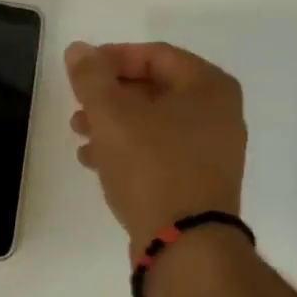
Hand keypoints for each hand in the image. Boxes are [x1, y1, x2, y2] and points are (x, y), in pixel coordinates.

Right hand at [64, 41, 246, 252]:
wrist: (186, 247)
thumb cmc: (152, 167)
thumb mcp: (112, 115)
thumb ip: (91, 77)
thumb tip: (79, 49)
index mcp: (208, 86)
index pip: (154, 55)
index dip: (112, 58)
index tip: (80, 72)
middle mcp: (219, 113)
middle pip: (154, 88)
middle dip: (110, 95)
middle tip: (78, 106)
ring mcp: (213, 150)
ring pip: (154, 122)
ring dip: (114, 124)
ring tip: (80, 135)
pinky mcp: (200, 181)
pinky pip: (160, 151)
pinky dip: (129, 149)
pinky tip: (95, 162)